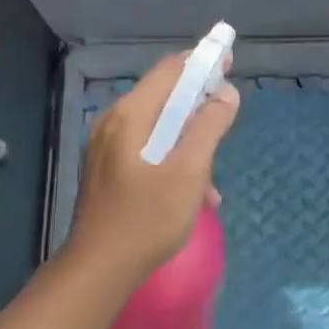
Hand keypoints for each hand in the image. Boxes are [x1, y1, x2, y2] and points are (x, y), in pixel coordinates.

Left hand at [65, 51, 240, 283]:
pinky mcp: (107, 170)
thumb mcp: (189, 171)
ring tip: (211, 179)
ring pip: (158, 129)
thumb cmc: (148, 218)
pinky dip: (172, 161)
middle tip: (227, 116)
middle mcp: (114, 122)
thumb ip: (209, 127)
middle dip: (198, 106)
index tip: (229, 60)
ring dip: (189, 143)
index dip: (201, 61)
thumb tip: (226, 93)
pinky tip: (193, 195)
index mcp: (131, 115)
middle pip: (163, 98)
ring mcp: (106, 147)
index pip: (170, 71)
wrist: (100, 268)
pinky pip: (147, 151)